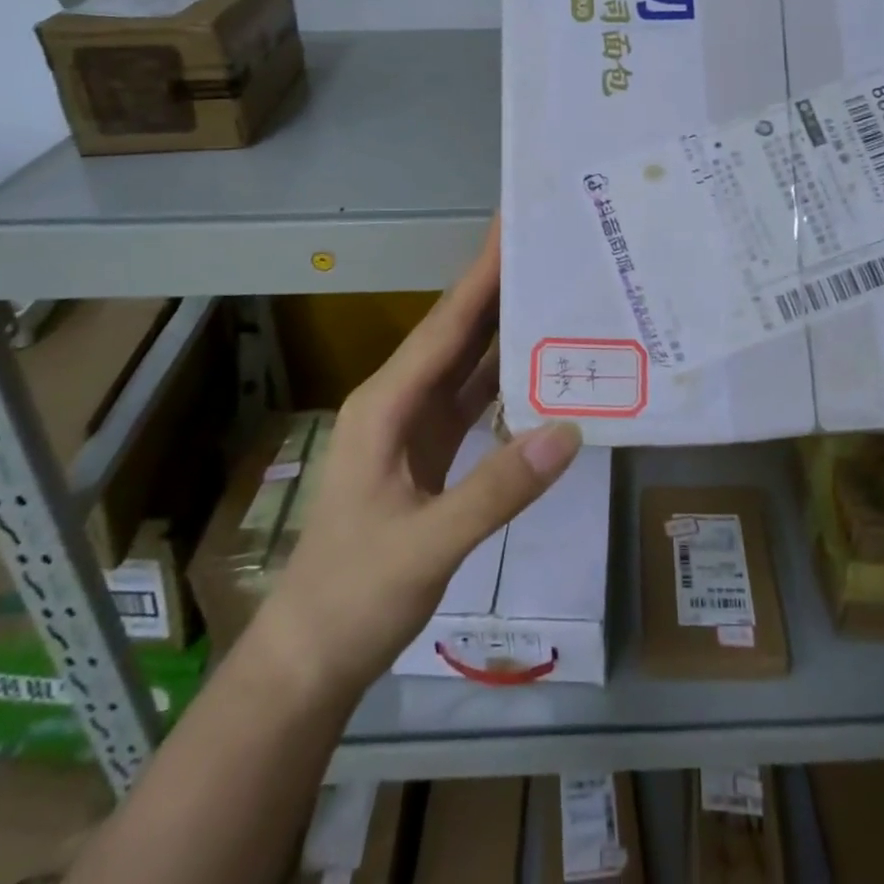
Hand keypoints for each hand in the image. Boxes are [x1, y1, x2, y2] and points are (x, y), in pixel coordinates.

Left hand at [248, 222, 581, 698]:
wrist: (313, 656)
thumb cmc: (356, 595)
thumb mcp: (427, 544)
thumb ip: (498, 488)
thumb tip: (570, 430)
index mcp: (386, 405)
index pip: (444, 325)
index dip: (480, 275)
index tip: (512, 227)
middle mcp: (398, 401)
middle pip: (455, 332)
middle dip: (496, 285)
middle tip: (547, 246)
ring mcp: (412, 426)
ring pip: (465, 362)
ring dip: (502, 325)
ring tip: (552, 288)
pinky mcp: (428, 451)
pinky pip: (471, 399)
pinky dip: (503, 376)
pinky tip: (539, 363)